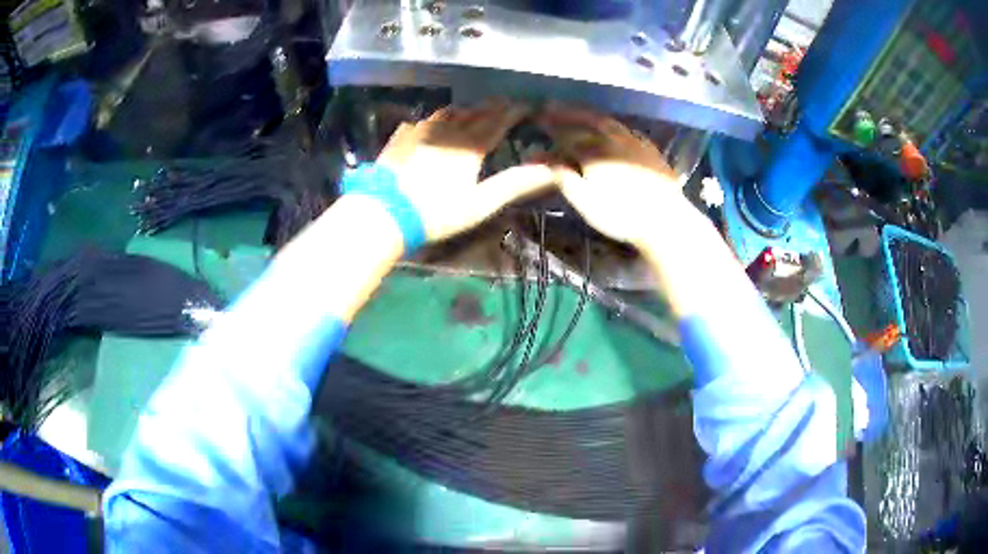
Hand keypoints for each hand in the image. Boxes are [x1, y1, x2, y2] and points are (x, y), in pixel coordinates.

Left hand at [376, 100, 556, 241]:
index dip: (514, 112)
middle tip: (504, 105)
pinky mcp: (400, 138)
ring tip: (470, 113)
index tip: (527, 106)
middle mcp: (447, 130)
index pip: (498, 121)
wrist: (384, 212)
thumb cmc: (436, 213)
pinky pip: (422, 121)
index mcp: (469, 145)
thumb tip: (552, 170)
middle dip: (492, 108)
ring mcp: (420, 131)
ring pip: (447, 113)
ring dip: (464, 111)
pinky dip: (434, 121)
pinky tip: (431, 127)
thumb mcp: (480, 203)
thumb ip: (515, 184)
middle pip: (474, 113)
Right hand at [536, 105, 684, 245]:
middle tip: (556, 108)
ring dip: (593, 117)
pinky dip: (616, 127)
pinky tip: (615, 131)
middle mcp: (613, 140)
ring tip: (583, 116)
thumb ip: (564, 177)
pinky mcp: (651, 150)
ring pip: (610, 122)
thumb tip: (544, 159)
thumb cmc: (621, 216)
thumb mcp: (586, 202)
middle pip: (588, 120)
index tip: (539, 120)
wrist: (665, 220)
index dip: (552, 127)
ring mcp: (635, 143)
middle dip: (571, 114)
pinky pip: (629, 131)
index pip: (567, 135)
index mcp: (594, 152)